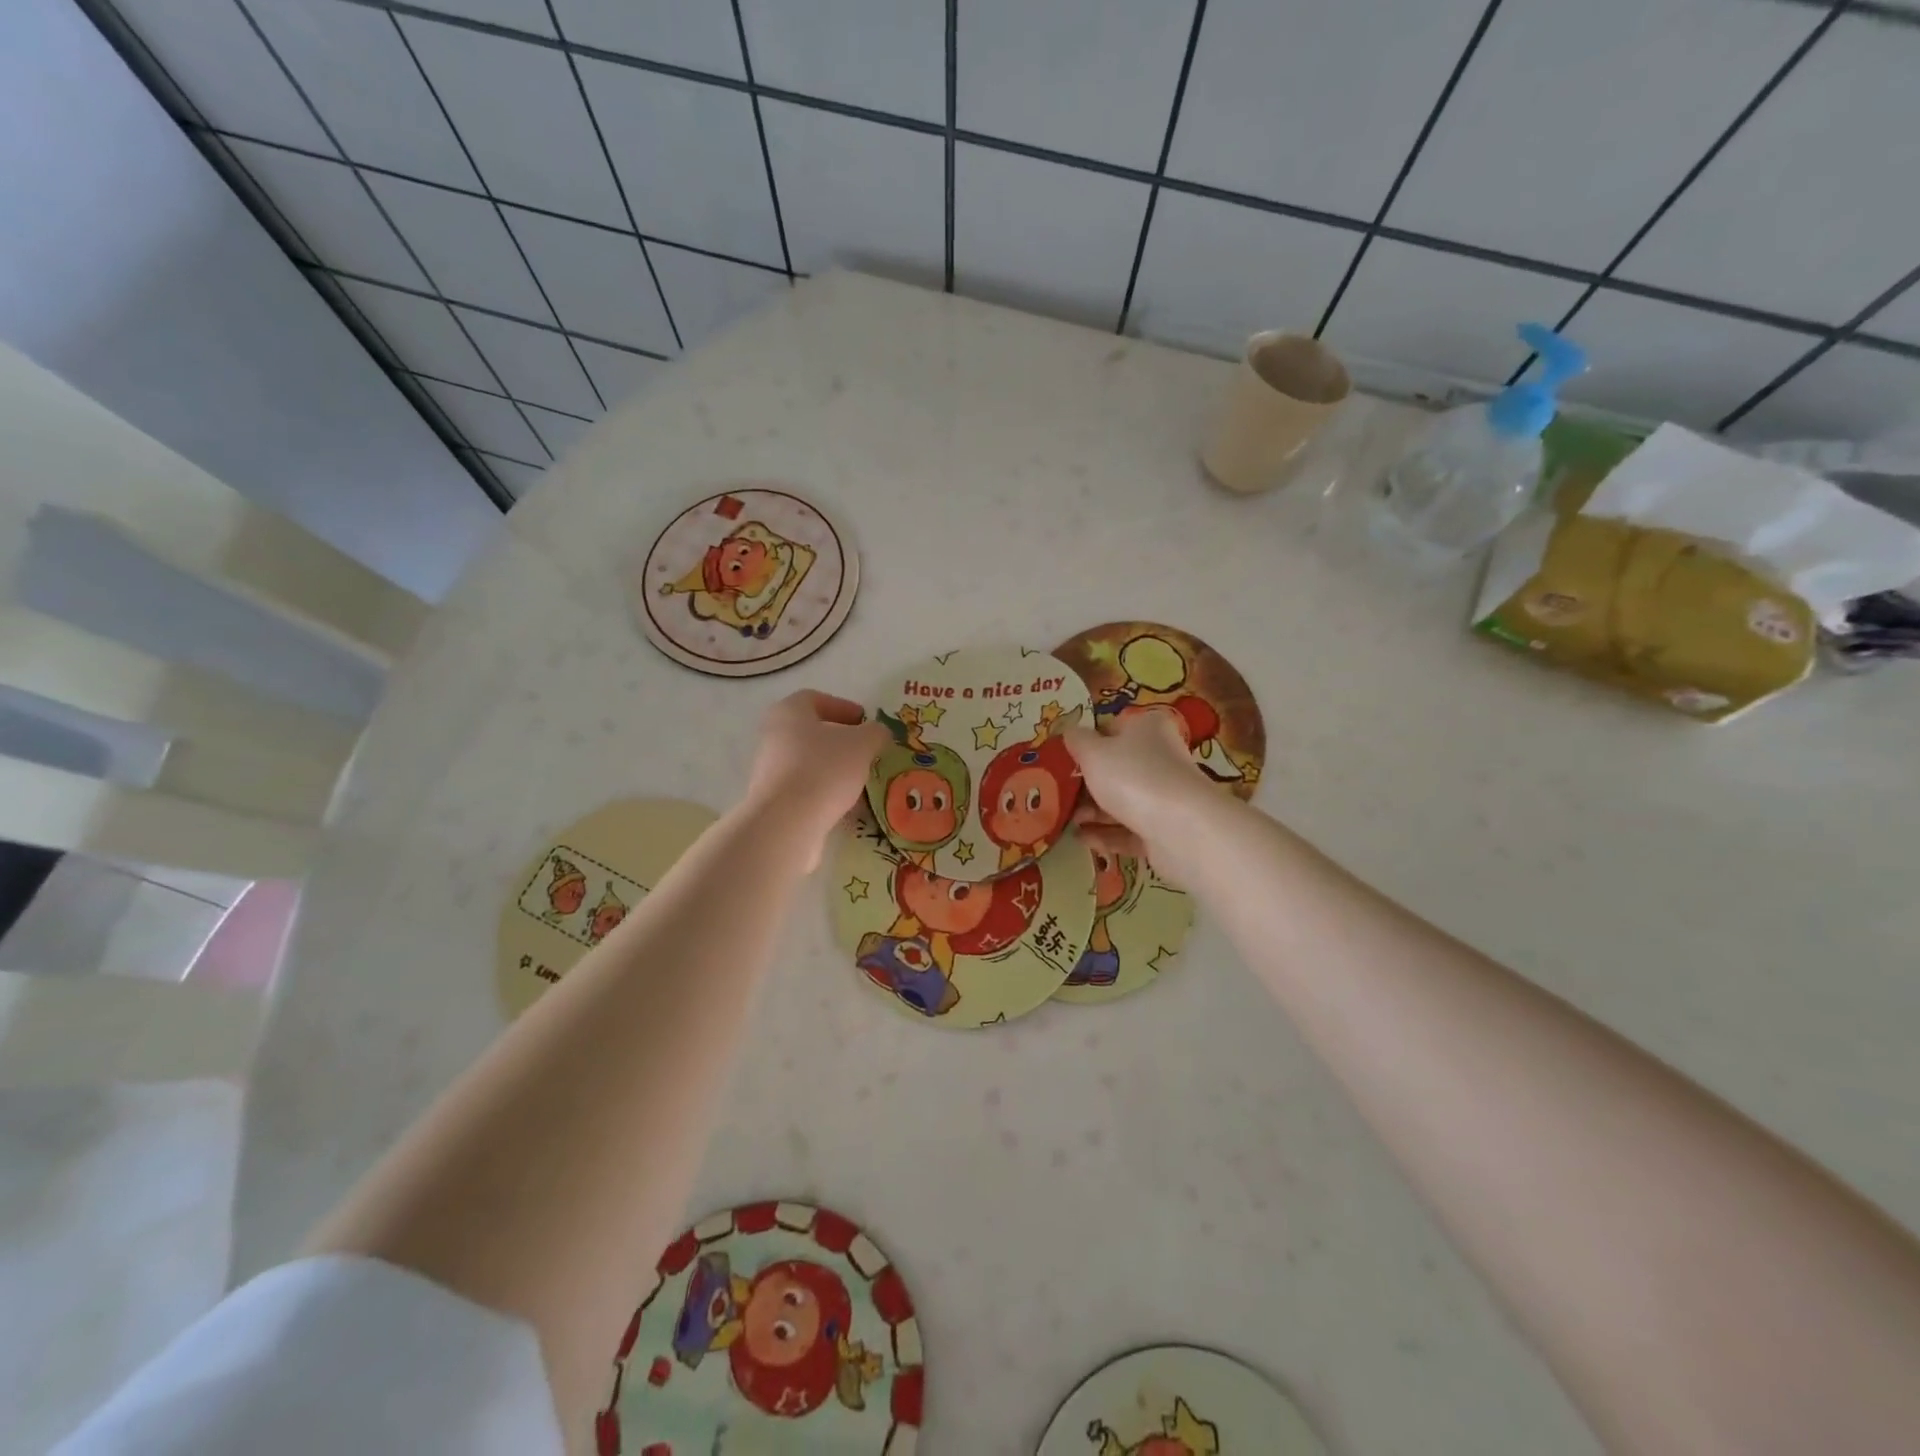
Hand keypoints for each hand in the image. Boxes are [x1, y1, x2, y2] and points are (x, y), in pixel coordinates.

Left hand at [743, 690, 888, 869]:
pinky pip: (805, 789)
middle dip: (842, 742)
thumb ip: (875, 732)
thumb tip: (878, 733)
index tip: (866, 724)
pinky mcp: (774, 800)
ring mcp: (770, 770)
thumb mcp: (862, 744)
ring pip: (810, 762)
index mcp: (789, 711)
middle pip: (812, 732)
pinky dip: (825, 793)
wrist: (787, 822)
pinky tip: (847, 806)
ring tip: (861, 782)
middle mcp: (774, 736)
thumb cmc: (824, 769)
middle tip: (867, 753)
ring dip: (835, 770)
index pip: (816, 699)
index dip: (844, 708)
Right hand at [1064, 708, 1211, 869]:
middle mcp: (1161, 758)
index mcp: (1148, 728)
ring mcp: (1165, 796)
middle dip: (1086, 783)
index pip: (1113, 728)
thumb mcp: (1093, 752)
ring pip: (1122, 801)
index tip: (1064, 758)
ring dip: (1093, 811)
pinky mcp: (1165, 830)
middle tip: (1059, 793)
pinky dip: (1106, 834)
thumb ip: (1077, 741)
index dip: (1087, 742)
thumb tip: (1070, 732)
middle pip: (1116, 768)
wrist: (1180, 829)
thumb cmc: (1133, 777)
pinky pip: (1129, 830)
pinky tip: (1082, 840)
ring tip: (1067, 821)